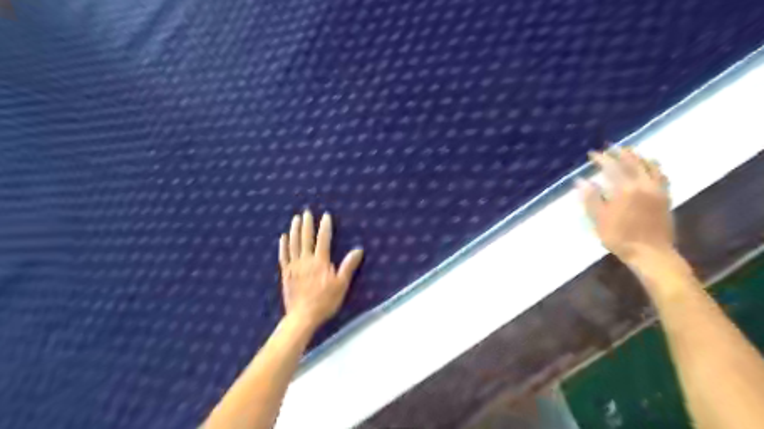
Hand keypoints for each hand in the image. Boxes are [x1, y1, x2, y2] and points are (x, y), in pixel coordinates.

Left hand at [280, 210, 365, 331]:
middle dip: (307, 224)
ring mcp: (294, 266)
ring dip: (294, 230)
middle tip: (307, 211)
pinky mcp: (286, 273)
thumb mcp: (341, 284)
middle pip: (306, 238)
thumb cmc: (325, 301)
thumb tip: (358, 250)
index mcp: (320, 262)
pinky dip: (283, 245)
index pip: (323, 239)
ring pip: (293, 243)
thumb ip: (348, 266)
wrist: (302, 316)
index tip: (326, 215)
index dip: (325, 226)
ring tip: (295, 219)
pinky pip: (283, 255)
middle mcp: (306, 260)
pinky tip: (283, 237)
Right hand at [580, 149, 672, 263]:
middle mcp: (643, 185)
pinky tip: (651, 166)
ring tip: (630, 151)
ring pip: (650, 166)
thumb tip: (581, 181)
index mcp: (624, 189)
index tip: (592, 154)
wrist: (650, 253)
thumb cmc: (619, 237)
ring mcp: (657, 190)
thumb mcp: (598, 219)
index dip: (601, 159)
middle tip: (611, 147)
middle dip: (620, 153)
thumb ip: (590, 198)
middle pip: (633, 162)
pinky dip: (654, 166)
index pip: (612, 167)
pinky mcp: (665, 197)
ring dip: (639, 156)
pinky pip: (661, 175)